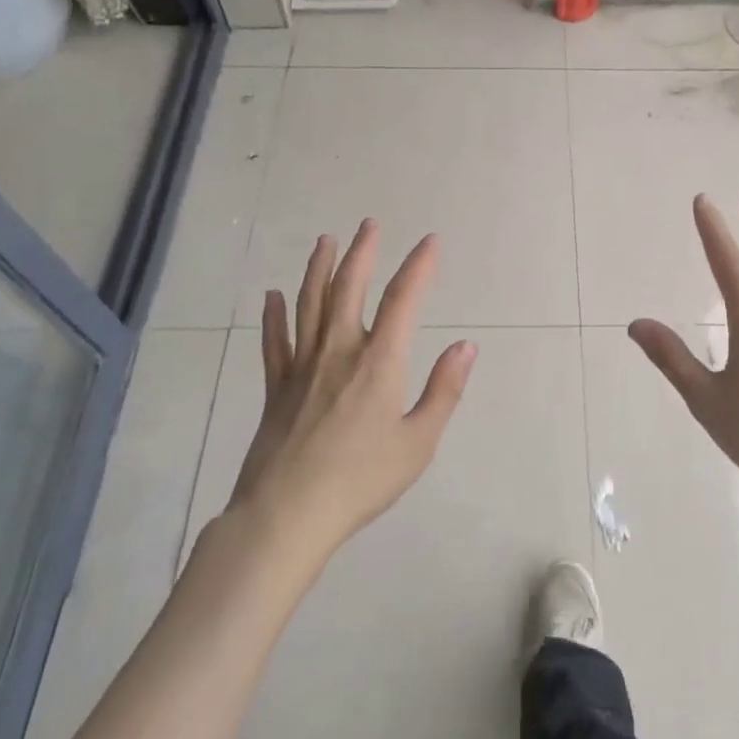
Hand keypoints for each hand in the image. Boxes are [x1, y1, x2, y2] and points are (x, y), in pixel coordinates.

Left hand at [226, 219, 476, 559]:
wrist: (288, 515)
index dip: (419, 266)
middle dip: (363, 252)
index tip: (431, 241)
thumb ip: (444, 390)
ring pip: (309, 304)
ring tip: (325, 241)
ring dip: (319, 268)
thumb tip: (466, 346)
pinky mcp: (276, 388)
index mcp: (379, 362)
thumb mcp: (418, 442)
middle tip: (369, 223)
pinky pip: (274, 342)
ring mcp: (302, 367)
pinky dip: (273, 316)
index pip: (403, 300)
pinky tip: (271, 296)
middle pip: (349, 288)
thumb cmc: (361, 480)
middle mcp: (339, 351)